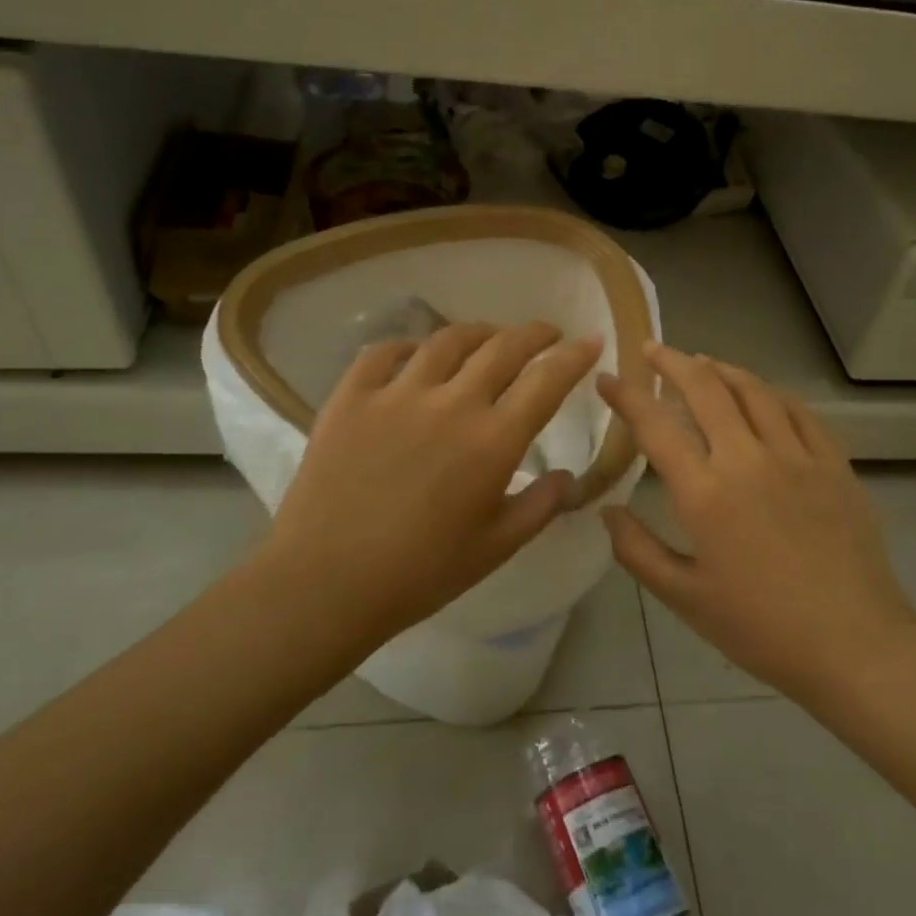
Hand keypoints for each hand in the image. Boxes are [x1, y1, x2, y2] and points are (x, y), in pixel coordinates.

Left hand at [259, 321, 603, 646]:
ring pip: (447, 340)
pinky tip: (416, 355)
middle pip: (502, 348)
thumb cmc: (421, 573)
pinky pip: (384, 352)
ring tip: (489, 338)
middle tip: (546, 333)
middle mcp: (451, 403)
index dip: (575, 355)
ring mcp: (396, 394)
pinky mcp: (351, 397)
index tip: (590, 341)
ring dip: (478, 332)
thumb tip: (568, 477)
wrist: (325, 582)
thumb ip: (540, 506)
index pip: (547, 380)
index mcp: (493, 441)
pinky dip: (409, 346)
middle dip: (534, 333)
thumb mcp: (497, 548)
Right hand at [598, 343, 915, 703]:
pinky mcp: (833, 463)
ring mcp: (796, 456)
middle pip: (705, 389)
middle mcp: (747, 459)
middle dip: (673, 362)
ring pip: (753, 390)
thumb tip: (606, 511)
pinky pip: (798, 411)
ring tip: (702, 362)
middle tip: (652, 350)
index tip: (608, 379)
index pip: (655, 426)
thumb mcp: (684, 598)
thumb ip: (638, 551)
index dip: (627, 396)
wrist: (853, 645)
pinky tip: (761, 394)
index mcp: (705, 493)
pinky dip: (771, 393)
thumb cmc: (761, 627)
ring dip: (721, 369)